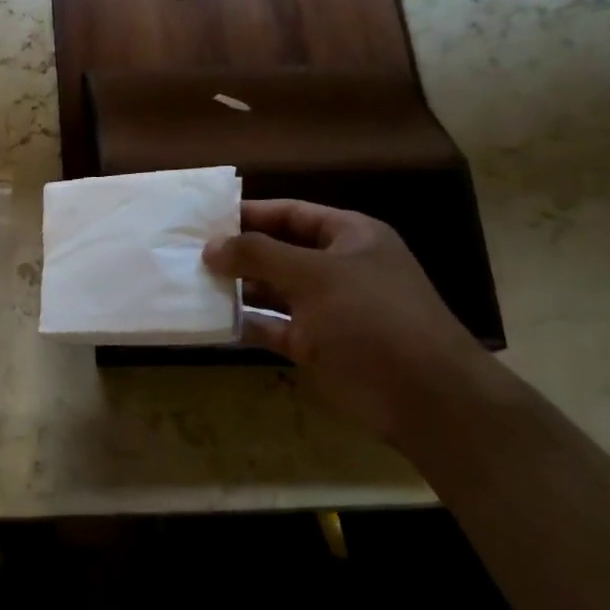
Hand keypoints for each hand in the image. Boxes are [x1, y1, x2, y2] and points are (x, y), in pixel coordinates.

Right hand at [203, 201, 502, 445]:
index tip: (203, 219)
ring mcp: (326, 308)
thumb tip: (211, 247)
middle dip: (236, 253)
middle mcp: (337, 268)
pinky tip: (209, 320)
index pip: (290, 213)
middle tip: (186, 253)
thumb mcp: (314, 275)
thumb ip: (259, 255)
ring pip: (271, 290)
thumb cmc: (371, 318)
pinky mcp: (315, 345)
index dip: (249, 214)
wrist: (423, 395)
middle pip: (278, 251)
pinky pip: (272, 326)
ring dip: (236, 288)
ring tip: (189, 283)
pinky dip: (245, 323)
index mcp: (349, 236)